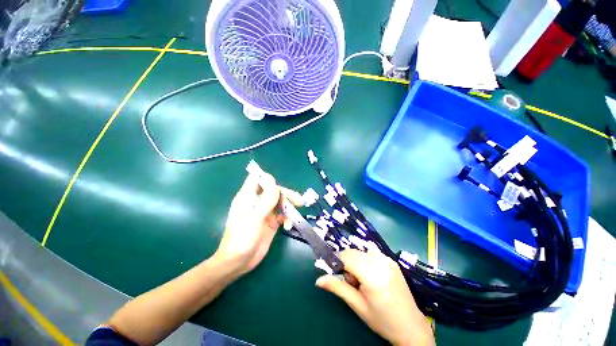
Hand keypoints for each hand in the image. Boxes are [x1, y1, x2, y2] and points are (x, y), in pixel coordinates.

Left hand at [215, 171, 301, 276]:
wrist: (239, 262)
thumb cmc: (241, 238)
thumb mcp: (254, 218)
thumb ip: (266, 200)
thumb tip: (274, 183)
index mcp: (248, 197)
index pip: (256, 179)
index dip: (267, 179)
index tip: (278, 185)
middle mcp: (258, 202)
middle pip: (273, 190)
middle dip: (285, 194)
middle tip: (298, 201)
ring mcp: (265, 212)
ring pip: (280, 201)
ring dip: (289, 205)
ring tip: (297, 210)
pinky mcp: (272, 222)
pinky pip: (283, 214)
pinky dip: (288, 217)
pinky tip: (288, 225)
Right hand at [316, 250, 434, 345]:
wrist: (411, 327)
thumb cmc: (382, 319)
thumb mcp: (357, 305)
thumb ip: (337, 288)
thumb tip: (318, 280)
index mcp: (371, 274)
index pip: (346, 257)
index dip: (336, 261)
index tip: (333, 271)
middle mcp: (379, 261)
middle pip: (352, 252)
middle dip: (346, 264)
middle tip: (352, 283)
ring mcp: (387, 259)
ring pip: (361, 252)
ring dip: (356, 262)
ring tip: (363, 281)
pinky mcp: (391, 260)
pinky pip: (371, 253)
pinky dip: (365, 261)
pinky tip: (372, 276)